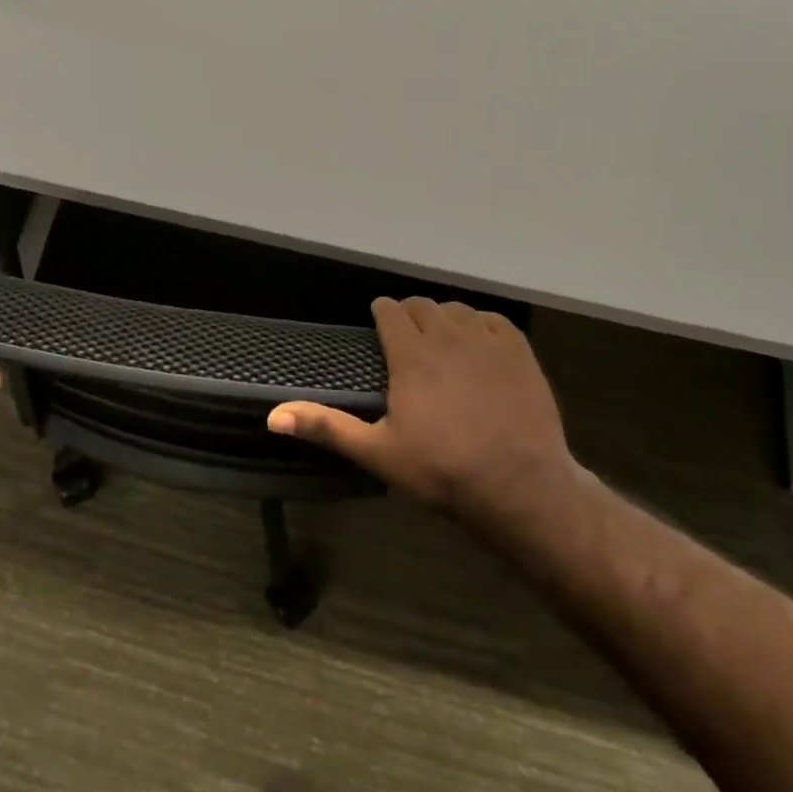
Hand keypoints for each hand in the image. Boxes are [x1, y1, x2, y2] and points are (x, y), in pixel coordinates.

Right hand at [268, 298, 579, 527]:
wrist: (519, 486)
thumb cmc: (441, 470)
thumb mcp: (377, 452)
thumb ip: (327, 427)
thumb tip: (273, 416)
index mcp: (411, 355)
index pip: (391, 311)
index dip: (381, 311)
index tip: (378, 319)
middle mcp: (447, 336)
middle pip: (423, 306)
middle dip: (410, 314)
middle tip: (406, 336)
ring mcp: (487, 341)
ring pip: (458, 309)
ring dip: (443, 317)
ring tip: (440, 339)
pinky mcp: (520, 351)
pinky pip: (494, 321)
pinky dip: (481, 324)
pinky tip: (478, 343)